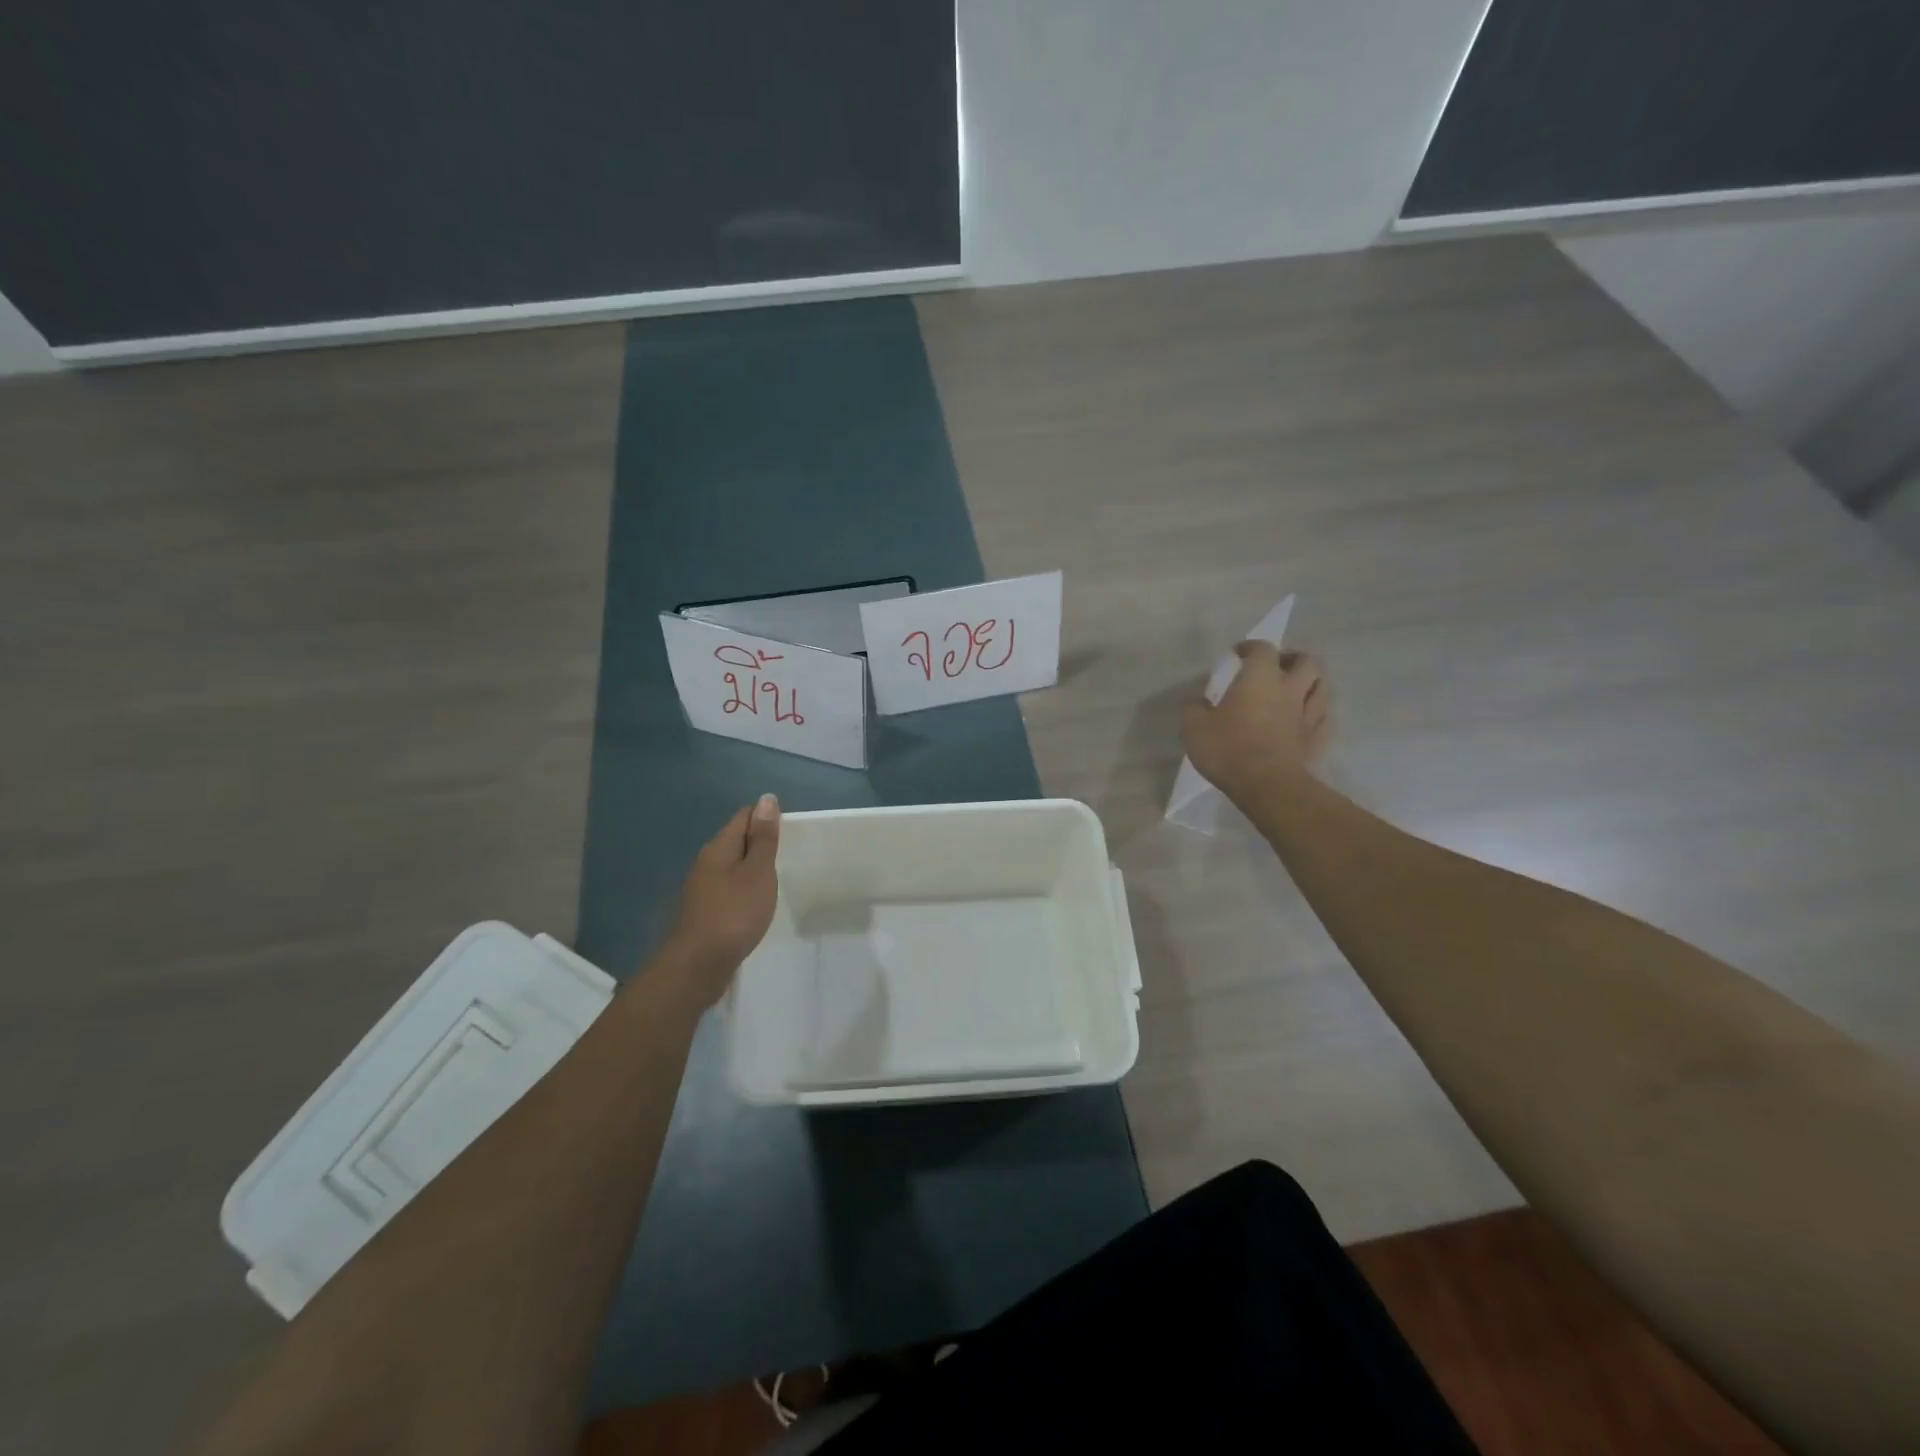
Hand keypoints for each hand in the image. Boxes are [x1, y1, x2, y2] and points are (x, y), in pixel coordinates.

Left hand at [663, 794, 780, 1002]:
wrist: (698, 965)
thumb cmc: (734, 913)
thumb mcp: (757, 872)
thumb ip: (763, 838)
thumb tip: (766, 799)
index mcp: (719, 848)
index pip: (743, 817)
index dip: (766, 816)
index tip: (790, 827)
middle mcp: (706, 863)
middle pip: (735, 841)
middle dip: (759, 841)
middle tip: (788, 851)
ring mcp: (701, 889)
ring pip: (731, 866)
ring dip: (751, 867)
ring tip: (775, 877)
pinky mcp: (703, 912)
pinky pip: (727, 889)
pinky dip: (743, 889)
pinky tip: (755, 902)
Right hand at [1181, 644, 1329, 806]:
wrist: (1266, 785)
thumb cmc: (1228, 749)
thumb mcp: (1194, 727)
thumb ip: (1194, 708)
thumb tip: (1199, 702)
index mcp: (1260, 679)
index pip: (1262, 650)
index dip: (1250, 647)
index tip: (1238, 653)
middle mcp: (1289, 690)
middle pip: (1306, 662)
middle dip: (1292, 659)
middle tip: (1276, 666)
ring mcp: (1307, 716)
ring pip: (1322, 687)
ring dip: (1310, 683)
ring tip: (1295, 690)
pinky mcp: (1315, 740)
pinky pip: (1323, 719)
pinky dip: (1316, 714)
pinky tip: (1304, 719)